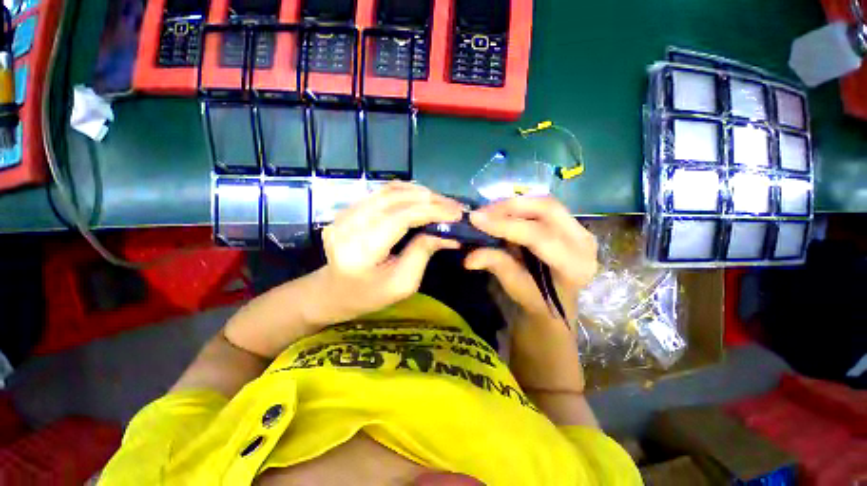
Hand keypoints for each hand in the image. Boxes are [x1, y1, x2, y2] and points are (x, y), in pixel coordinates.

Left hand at [315, 182, 462, 323]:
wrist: (333, 293)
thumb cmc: (370, 296)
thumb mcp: (403, 283)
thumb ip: (423, 252)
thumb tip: (449, 233)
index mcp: (361, 252)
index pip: (400, 218)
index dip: (431, 211)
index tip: (456, 213)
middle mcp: (348, 226)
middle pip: (394, 200)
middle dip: (429, 199)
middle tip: (453, 206)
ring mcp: (343, 214)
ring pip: (387, 191)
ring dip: (418, 193)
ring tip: (440, 201)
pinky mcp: (347, 210)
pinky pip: (380, 193)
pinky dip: (404, 192)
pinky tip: (420, 197)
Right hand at [464, 196, 597, 323]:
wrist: (558, 300)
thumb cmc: (538, 299)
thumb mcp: (515, 286)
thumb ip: (496, 265)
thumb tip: (468, 258)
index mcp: (575, 265)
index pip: (539, 236)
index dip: (505, 225)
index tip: (476, 218)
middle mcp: (584, 241)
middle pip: (547, 208)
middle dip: (509, 206)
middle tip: (482, 212)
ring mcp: (581, 229)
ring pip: (545, 203)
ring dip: (513, 204)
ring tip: (488, 211)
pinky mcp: (572, 223)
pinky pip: (544, 206)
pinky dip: (520, 206)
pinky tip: (503, 211)